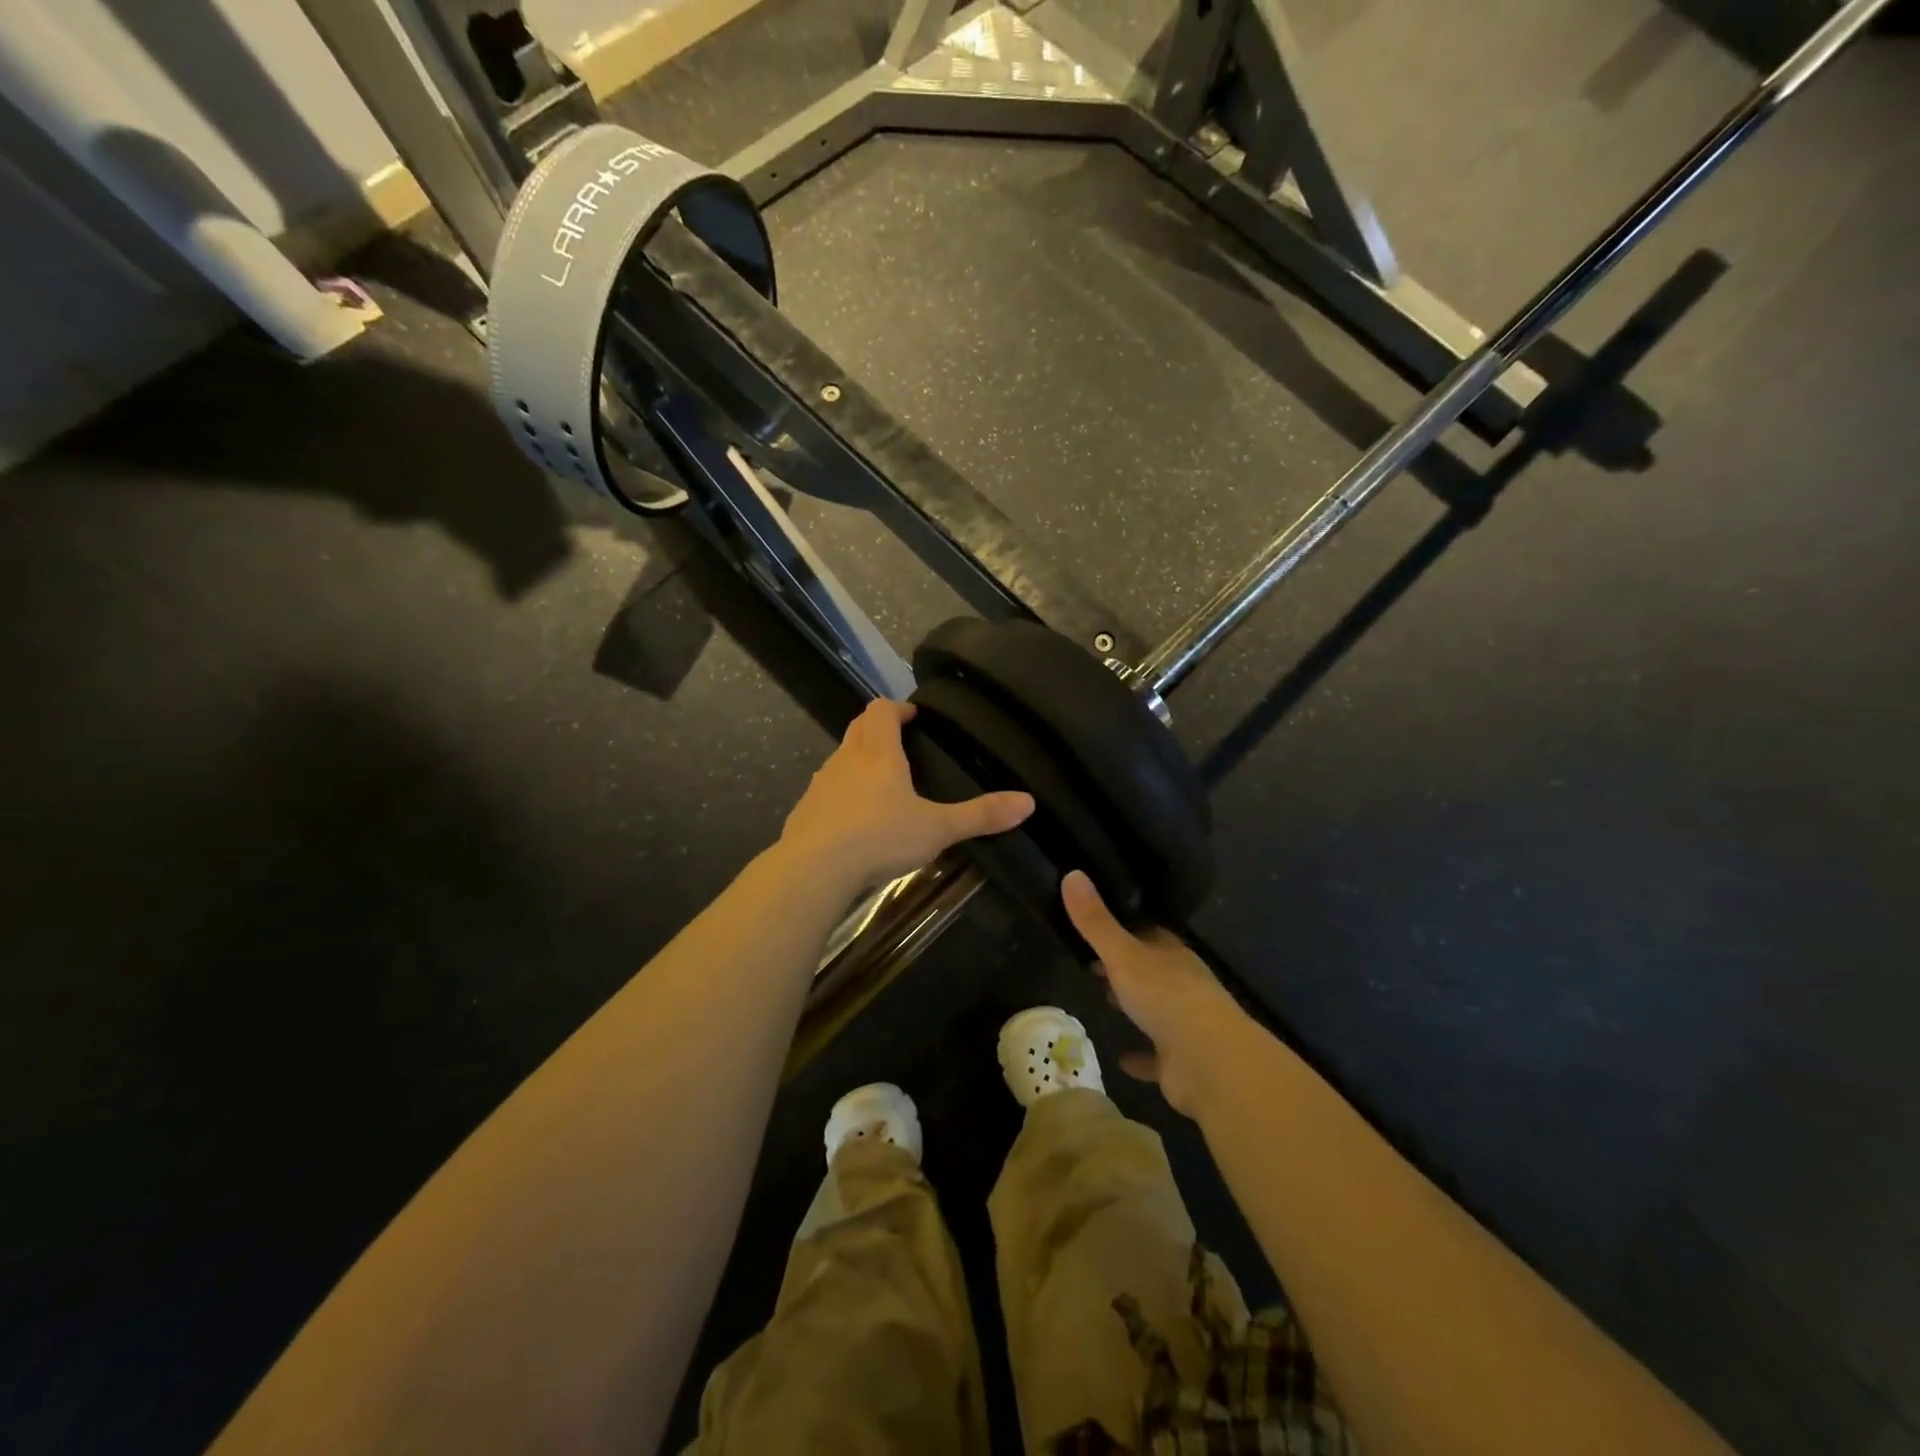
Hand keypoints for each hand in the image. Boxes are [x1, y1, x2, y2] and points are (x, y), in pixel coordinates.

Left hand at [781, 700, 1034, 891]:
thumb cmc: (880, 837)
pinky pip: (825, 792)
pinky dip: (840, 795)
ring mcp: (820, 785)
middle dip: (877, 729)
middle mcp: (845, 759)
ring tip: (880, 786)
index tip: (913, 718)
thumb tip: (1028, 802)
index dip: (897, 709)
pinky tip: (852, 823)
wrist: (814, 869)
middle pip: (858, 728)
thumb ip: (981, 815)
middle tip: (900, 744)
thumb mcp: (938, 828)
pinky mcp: (804, 812)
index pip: (881, 710)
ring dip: (857, 762)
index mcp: (878, 753)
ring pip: (840, 760)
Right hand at [1061, 870, 1253, 1116]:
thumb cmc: (1166, 996)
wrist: (1209, 1062)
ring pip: (1157, 1009)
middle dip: (1127, 967)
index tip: (1098, 929)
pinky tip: (1121, 1058)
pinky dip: (1141, 1056)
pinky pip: (1156, 1055)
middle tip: (1094, 964)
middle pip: (1152, 970)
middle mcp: (1183, 985)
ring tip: (1104, 1000)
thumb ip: (1096, 922)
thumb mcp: (1123, 954)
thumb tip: (1072, 873)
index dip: (1125, 931)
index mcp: (1173, 956)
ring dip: (1135, 1005)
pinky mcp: (1180, 1061)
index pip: (1150, 935)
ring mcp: (1185, 1024)